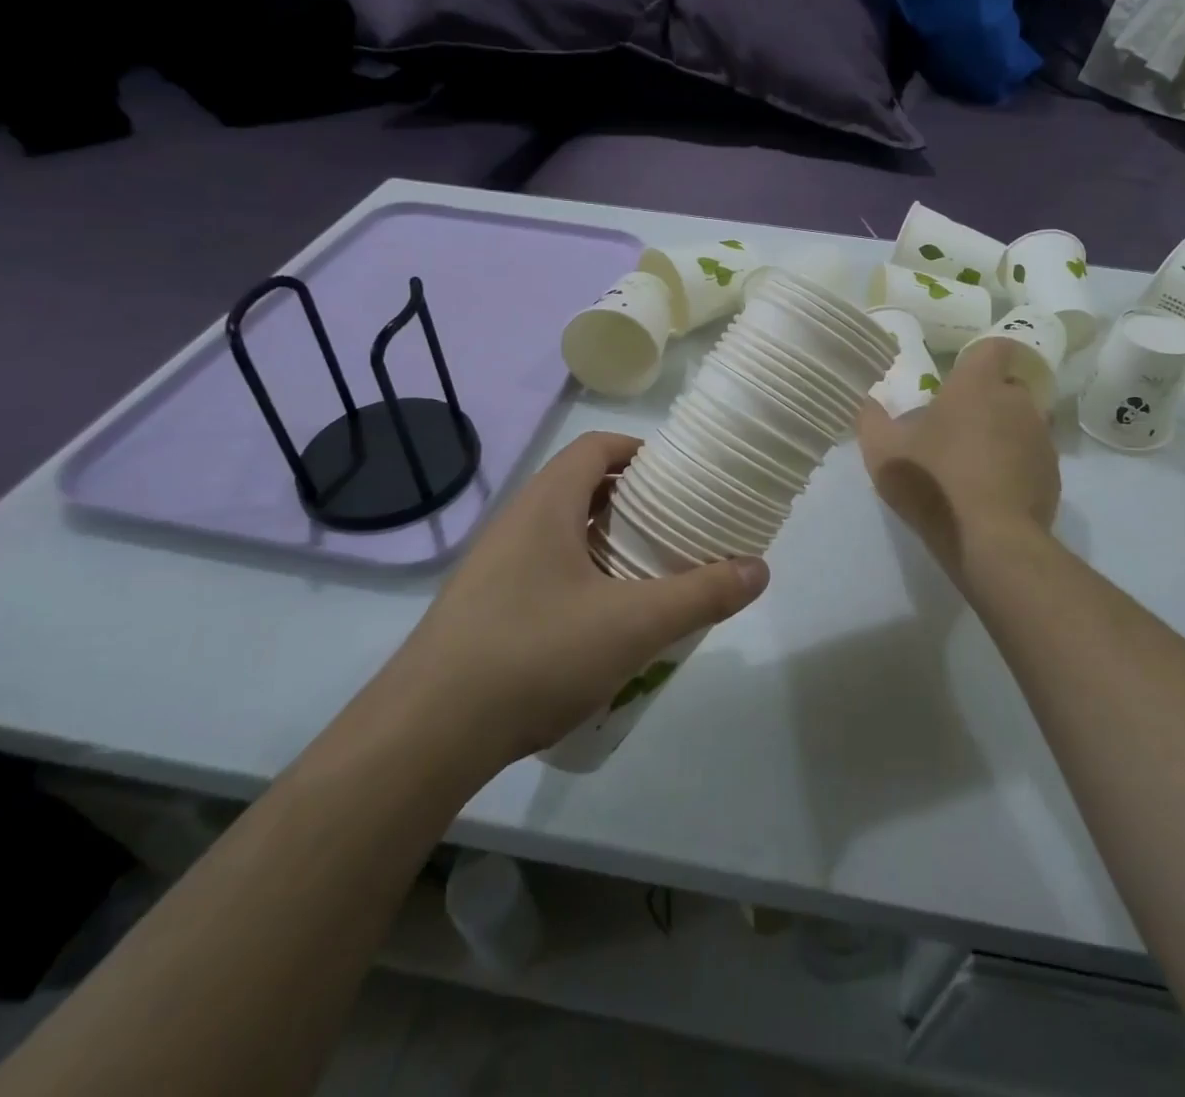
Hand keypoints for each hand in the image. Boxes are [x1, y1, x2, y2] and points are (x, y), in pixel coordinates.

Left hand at [400, 432, 768, 761]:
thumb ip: (701, 594)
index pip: (596, 447)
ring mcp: (494, 567)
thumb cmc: (534, 655)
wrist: (425, 735)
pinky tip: (603, 622)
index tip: (681, 479)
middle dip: (633, 502)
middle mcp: (516, 523)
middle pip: (582, 488)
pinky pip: (544, 571)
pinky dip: (582, 577)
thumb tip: (760, 568)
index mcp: (546, 505)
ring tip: (650, 574)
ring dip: (608, 543)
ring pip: (563, 533)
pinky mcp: (484, 608)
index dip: (641, 452)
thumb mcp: (633, 624)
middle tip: (677, 529)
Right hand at [857, 339, 1059, 583]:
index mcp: (977, 385)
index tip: (960, 378)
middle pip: (1006, 387)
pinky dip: (1015, 467)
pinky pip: (1031, 458)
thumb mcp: (882, 450)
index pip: (993, 347)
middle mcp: (1017, 401)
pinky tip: (992, 492)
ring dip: (1001, 435)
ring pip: (1020, 423)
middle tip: (956, 428)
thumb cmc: (933, 481)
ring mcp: (1040, 438)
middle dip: (985, 401)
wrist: (989, 539)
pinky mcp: (1052, 474)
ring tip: (973, 465)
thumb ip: (872, 419)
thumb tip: (870, 403)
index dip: (979, 358)